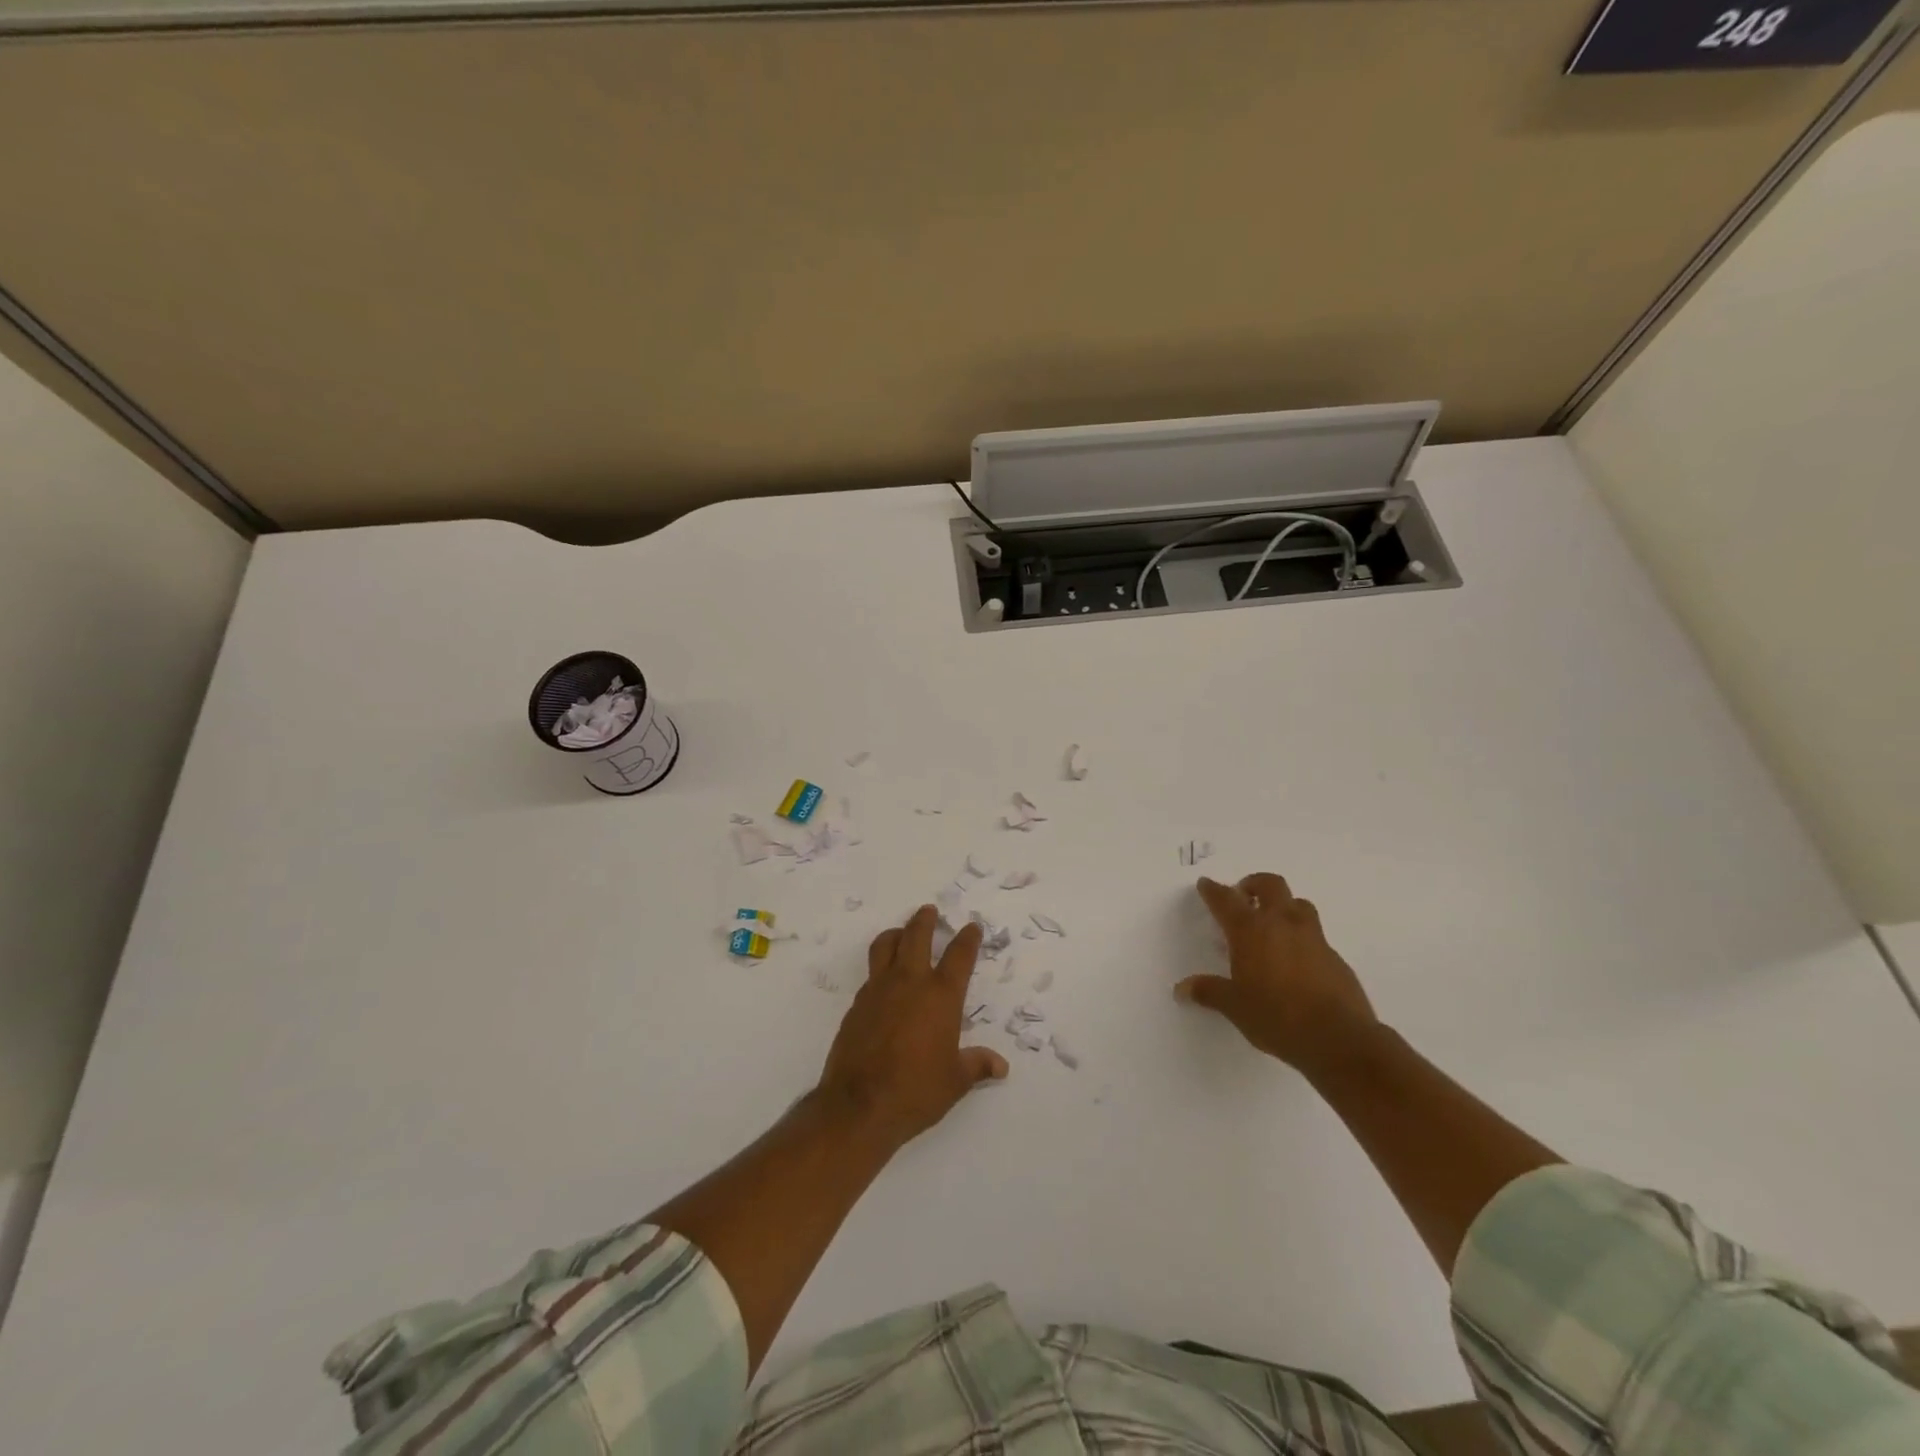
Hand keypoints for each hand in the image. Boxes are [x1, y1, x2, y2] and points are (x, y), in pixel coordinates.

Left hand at [816, 906, 1007, 1150]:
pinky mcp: (857, 1004)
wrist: (859, 1105)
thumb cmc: (916, 1090)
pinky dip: (880, 968)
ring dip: (896, 934)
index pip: (959, 956)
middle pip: (917, 936)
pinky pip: (871, 975)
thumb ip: (977, 1065)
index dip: (968, 938)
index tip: (972, 927)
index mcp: (941, 996)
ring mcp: (879, 990)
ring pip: (886, 946)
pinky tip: (884, 981)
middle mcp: (910, 983)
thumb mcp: (955, 1081)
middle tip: (929, 910)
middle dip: (925, 920)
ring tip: (901, 933)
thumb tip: (1001, 1066)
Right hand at [1177, 873, 1377, 1072]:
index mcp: (1250, 931)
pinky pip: (1315, 934)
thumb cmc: (1276, 1016)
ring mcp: (1313, 937)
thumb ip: (1208, 992)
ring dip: (1283, 905)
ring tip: (1273, 923)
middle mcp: (1282, 924)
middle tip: (1244, 896)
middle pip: (1270, 885)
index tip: (1205, 884)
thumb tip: (1181, 989)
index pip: (1226, 900)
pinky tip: (1296, 960)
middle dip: (1254, 884)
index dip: (1213, 890)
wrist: (1338, 1038)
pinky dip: (1301, 936)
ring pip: (1298, 903)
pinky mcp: (1335, 956)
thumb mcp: (1234, 1007)